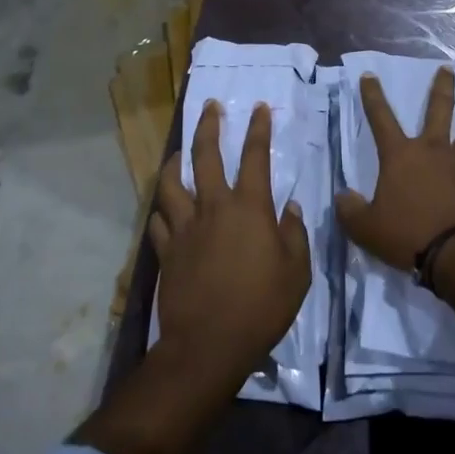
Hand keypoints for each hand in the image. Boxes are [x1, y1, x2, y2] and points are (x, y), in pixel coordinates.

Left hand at [150, 100, 311, 384]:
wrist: (208, 346)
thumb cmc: (260, 308)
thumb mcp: (297, 274)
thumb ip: (295, 235)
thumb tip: (292, 208)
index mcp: (249, 208)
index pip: (255, 156)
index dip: (258, 129)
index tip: (258, 108)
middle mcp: (213, 207)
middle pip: (206, 155)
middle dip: (209, 126)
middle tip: (210, 107)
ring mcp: (185, 227)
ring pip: (171, 183)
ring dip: (174, 163)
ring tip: (177, 154)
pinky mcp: (166, 251)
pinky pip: (158, 221)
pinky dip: (161, 211)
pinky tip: (164, 210)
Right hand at [334, 66, 454, 273]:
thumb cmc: (407, 236)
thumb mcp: (366, 229)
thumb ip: (351, 211)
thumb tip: (343, 198)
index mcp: (401, 156)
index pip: (381, 118)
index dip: (373, 96)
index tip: (370, 75)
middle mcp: (434, 151)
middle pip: (439, 110)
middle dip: (442, 87)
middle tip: (448, 69)